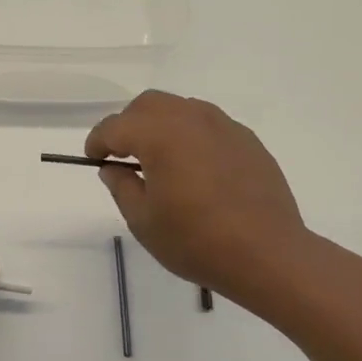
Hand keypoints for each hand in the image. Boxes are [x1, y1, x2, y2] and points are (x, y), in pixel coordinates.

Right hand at [87, 90, 310, 302]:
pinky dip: (190, 136)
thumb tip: (113, 168)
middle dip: (128, 124)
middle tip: (122, 155)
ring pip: (180, 109)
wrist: (268, 254)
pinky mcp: (247, 140)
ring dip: (160, 125)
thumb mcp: (143, 220)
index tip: (93, 159)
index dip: (98, 141)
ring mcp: (223, 126)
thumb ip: (121, 186)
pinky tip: (194, 168)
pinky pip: (208, 125)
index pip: (115, 126)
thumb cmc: (196, 240)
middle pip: (148, 105)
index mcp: (159, 134)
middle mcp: (190, 118)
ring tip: (159, 159)